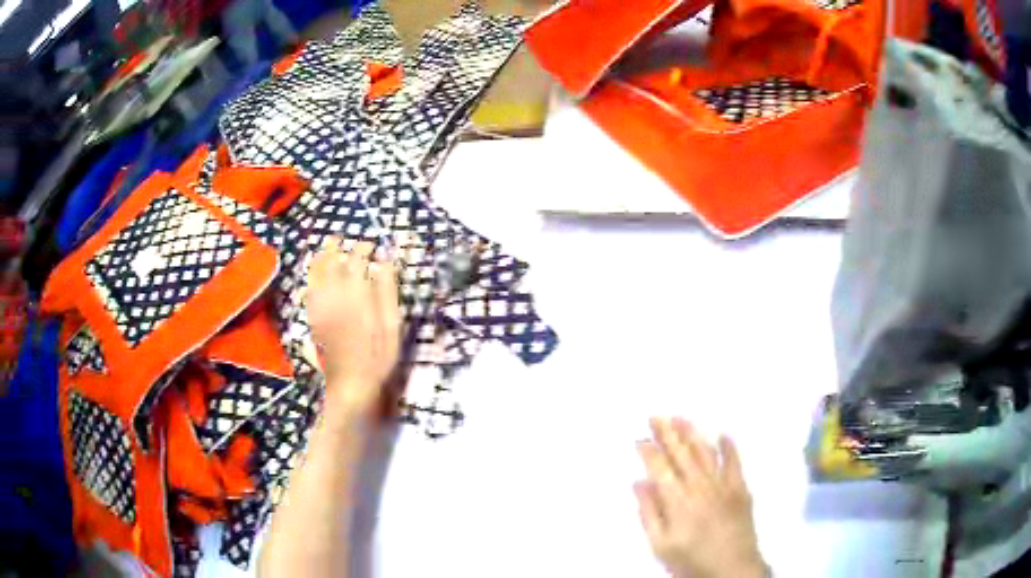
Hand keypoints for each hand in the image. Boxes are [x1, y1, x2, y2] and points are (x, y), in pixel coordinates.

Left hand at [306, 238, 400, 414]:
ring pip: (315, 275)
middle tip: (340, 239)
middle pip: (331, 263)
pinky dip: (310, 277)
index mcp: (355, 294)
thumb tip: (385, 262)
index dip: (362, 248)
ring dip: (319, 258)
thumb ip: (387, 291)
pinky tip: (314, 275)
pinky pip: (308, 290)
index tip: (371, 245)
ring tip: (325, 248)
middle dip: (335, 247)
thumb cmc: (377, 356)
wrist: (351, 384)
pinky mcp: (313, 318)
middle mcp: (333, 295)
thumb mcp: (391, 325)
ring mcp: (320, 306)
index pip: (356, 261)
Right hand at [635, 418, 766, 577]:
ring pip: (706, 452)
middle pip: (681, 454)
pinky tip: (723, 434)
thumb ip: (649, 513)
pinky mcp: (741, 488)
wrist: (731, 569)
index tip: (639, 438)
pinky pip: (735, 462)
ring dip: (692, 433)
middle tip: (656, 415)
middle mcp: (700, 486)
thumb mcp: (660, 545)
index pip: (660, 468)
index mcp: (677, 501)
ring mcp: (723, 485)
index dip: (649, 451)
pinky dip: (729, 447)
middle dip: (667, 433)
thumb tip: (639, 482)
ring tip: (680, 417)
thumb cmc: (691, 561)